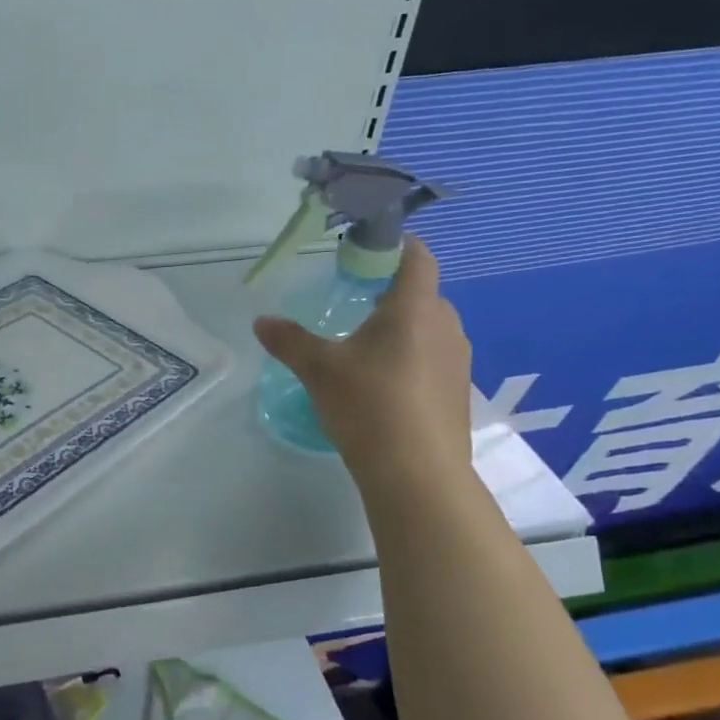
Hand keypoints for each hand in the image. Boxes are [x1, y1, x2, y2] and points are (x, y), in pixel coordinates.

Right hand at [253, 237, 473, 490]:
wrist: (417, 474)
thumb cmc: (369, 406)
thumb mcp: (318, 370)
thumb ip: (289, 340)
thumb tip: (261, 321)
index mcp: (415, 309)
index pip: (418, 258)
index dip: (396, 246)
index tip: (367, 250)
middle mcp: (446, 327)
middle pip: (422, 294)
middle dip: (390, 292)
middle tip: (352, 304)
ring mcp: (458, 362)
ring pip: (429, 329)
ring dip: (401, 329)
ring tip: (363, 348)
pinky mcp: (458, 394)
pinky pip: (433, 359)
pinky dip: (410, 359)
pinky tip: (382, 386)